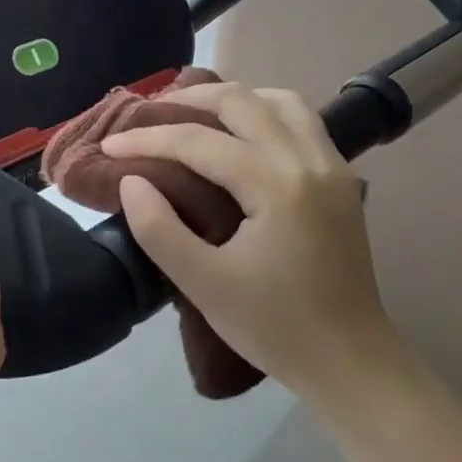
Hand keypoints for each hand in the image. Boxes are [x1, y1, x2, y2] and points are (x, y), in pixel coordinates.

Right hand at [103, 84, 397, 405]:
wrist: (351, 363)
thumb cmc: (274, 327)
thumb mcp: (204, 284)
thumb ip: (159, 229)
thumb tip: (131, 181)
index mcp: (276, 185)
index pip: (199, 142)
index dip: (148, 138)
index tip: (110, 144)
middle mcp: (308, 161)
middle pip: (241, 102)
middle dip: (188, 100)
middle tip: (148, 114)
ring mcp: (332, 166)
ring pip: (279, 101)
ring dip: (233, 99)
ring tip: (196, 114)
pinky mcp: (341, 179)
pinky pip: (301, 120)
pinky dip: (265, 112)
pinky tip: (243, 134)